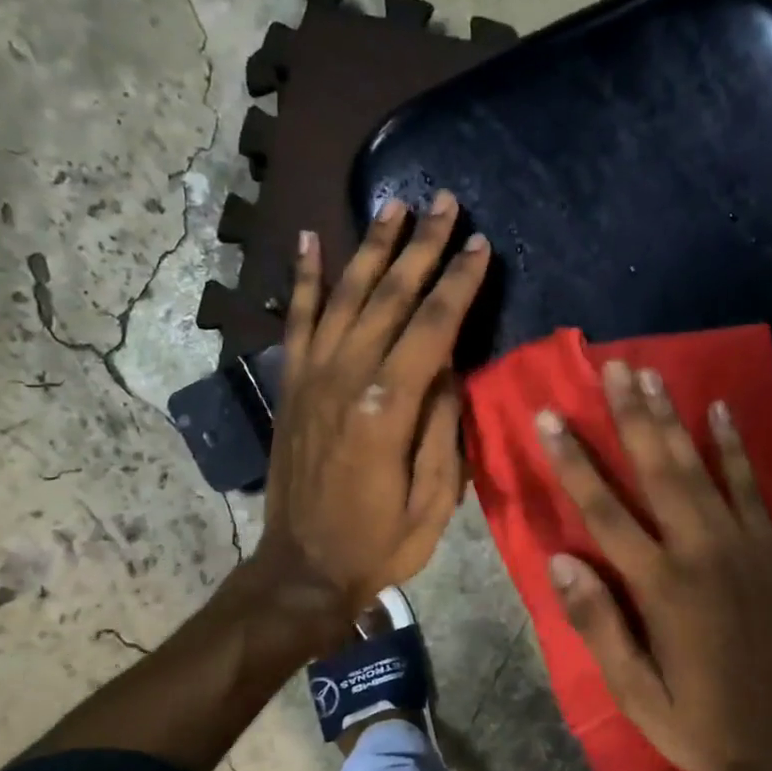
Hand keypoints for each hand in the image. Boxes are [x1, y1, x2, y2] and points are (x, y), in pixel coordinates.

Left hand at [255, 193, 490, 631]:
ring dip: (372, 248)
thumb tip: (450, 367)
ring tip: (393, 206)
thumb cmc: (380, 542)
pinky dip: (302, 278)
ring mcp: (313, 377)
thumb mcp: (435, 499)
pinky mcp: (292, 384)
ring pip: (346, 295)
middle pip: (391, 297)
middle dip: (422, 246)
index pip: (433, 327)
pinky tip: (309, 240)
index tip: (479, 244)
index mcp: (388, 408)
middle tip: (444, 201)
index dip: (459, 283)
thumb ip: (443, 427)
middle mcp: (347, 378)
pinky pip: (297, 320)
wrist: (302, 568)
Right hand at [536, 360, 771, 770]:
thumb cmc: (702, 721)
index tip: (551, 418)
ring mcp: (742, 544)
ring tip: (651, 374)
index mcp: (661, 586)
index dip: (574, 462)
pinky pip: (751, 485)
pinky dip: (735, 446)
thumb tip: (560, 560)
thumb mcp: (635, 693)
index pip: (605, 511)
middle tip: (612, 367)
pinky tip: (722, 409)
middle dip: (630, 416)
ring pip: (700, 467)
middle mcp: (701, 551)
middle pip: (657, 470)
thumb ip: (598, 624)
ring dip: (673, 418)